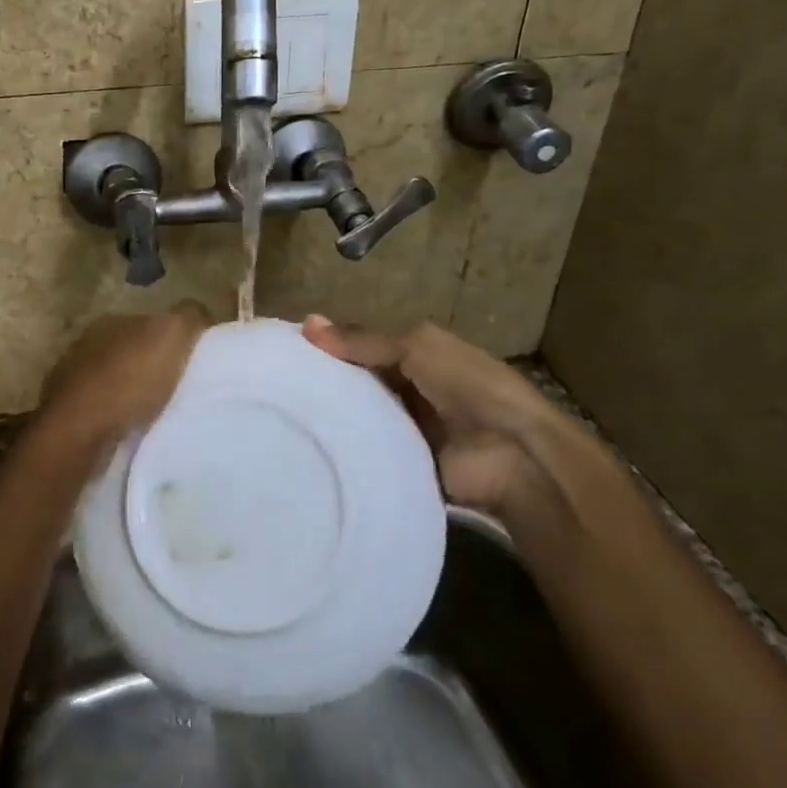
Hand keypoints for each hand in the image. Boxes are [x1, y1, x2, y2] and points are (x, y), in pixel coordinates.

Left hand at [36, 302, 211, 453]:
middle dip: (151, 366)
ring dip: (132, 394)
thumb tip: (200, 314)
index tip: (191, 360)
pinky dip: (117, 417)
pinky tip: (132, 430)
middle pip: (130, 352)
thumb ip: (188, 318)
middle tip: (178, 388)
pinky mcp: (67, 415)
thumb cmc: (127, 381)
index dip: (171, 339)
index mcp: (110, 322)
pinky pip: (102, 410)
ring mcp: (71, 380)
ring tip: (158, 413)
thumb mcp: (171, 335)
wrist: (78, 433)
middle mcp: (86, 345)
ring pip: (114, 382)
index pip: (148, 322)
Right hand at [301, 315, 560, 515]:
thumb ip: (363, 340)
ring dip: (330, 417)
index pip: (361, 347)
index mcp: (415, 355)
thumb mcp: (416, 347)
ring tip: (279, 416)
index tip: (284, 350)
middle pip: (356, 383)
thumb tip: (306, 323)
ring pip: (356, 417)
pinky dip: (343, 449)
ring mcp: (403, 429)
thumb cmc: (469, 385)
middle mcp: (406, 389)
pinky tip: (304, 447)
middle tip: (274, 385)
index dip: (329, 347)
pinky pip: (364, 453)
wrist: (512, 455)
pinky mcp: (399, 464)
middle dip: (324, 382)